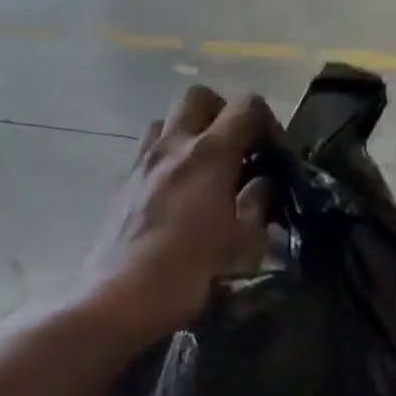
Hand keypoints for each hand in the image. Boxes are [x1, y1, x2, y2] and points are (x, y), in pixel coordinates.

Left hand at [81, 86, 277, 341]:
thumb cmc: (192, 274)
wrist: (122, 298)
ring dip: (189, 132)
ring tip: (203, 168)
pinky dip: (166, 159)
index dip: (268, 123)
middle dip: (223, 113)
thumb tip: (263, 183)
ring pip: (166, 121)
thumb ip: (258, 204)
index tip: (274, 155)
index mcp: (210, 154)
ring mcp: (141, 162)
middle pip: (198, 98)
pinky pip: (146, 152)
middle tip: (237, 150)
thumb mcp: (243, 244)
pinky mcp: (121, 184)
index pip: (246, 106)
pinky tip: (174, 194)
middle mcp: (172, 145)